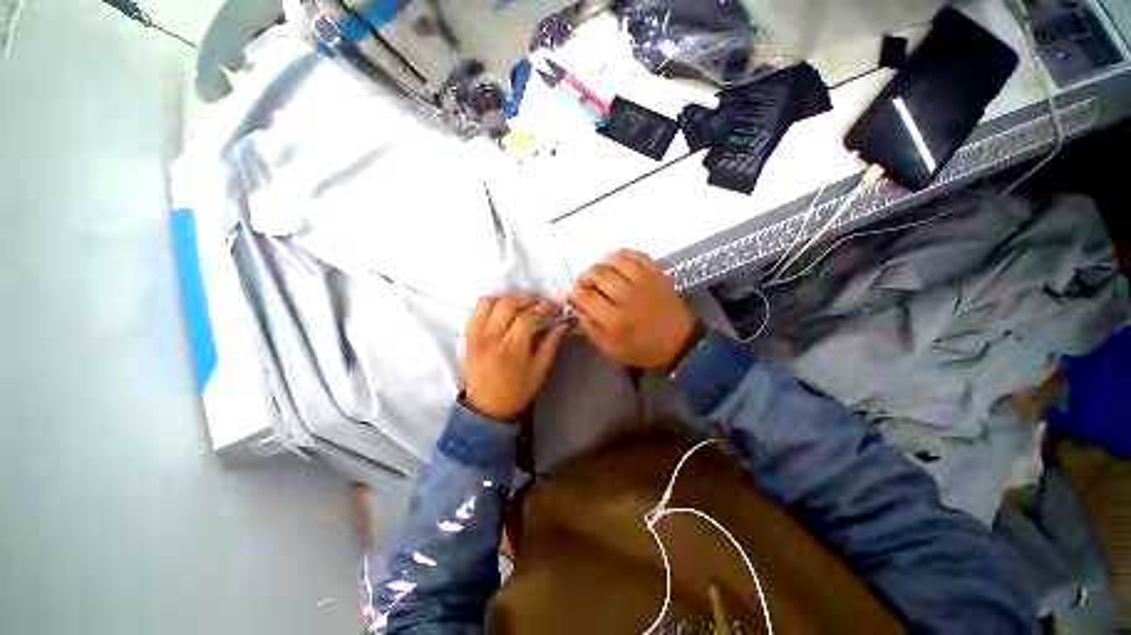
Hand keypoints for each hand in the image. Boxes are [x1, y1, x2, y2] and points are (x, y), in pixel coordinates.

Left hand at [463, 295, 569, 420]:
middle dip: (528, 298)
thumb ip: (551, 343)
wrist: (486, 407)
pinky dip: (492, 305)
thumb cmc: (517, 391)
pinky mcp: (468, 335)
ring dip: (508, 298)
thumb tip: (563, 322)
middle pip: (507, 304)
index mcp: (510, 350)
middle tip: (541, 303)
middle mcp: (489, 338)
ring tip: (521, 305)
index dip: (544, 308)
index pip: (527, 317)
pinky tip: (504, 312)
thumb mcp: (540, 370)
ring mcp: (475, 335)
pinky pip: (477, 310)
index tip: (556, 307)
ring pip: (488, 301)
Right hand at [569, 250, 696, 369]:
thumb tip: (576, 307)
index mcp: (617, 320)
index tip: (574, 296)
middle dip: (585, 277)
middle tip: (585, 283)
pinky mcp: (657, 273)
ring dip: (600, 262)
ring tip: (598, 271)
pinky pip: (636, 254)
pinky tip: (616, 262)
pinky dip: (621, 254)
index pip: (587, 297)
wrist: (681, 341)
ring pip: (615, 260)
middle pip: (598, 274)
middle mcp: (629, 297)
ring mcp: (645, 281)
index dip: (575, 294)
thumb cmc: (644, 348)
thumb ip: (591, 329)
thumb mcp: (613, 349)